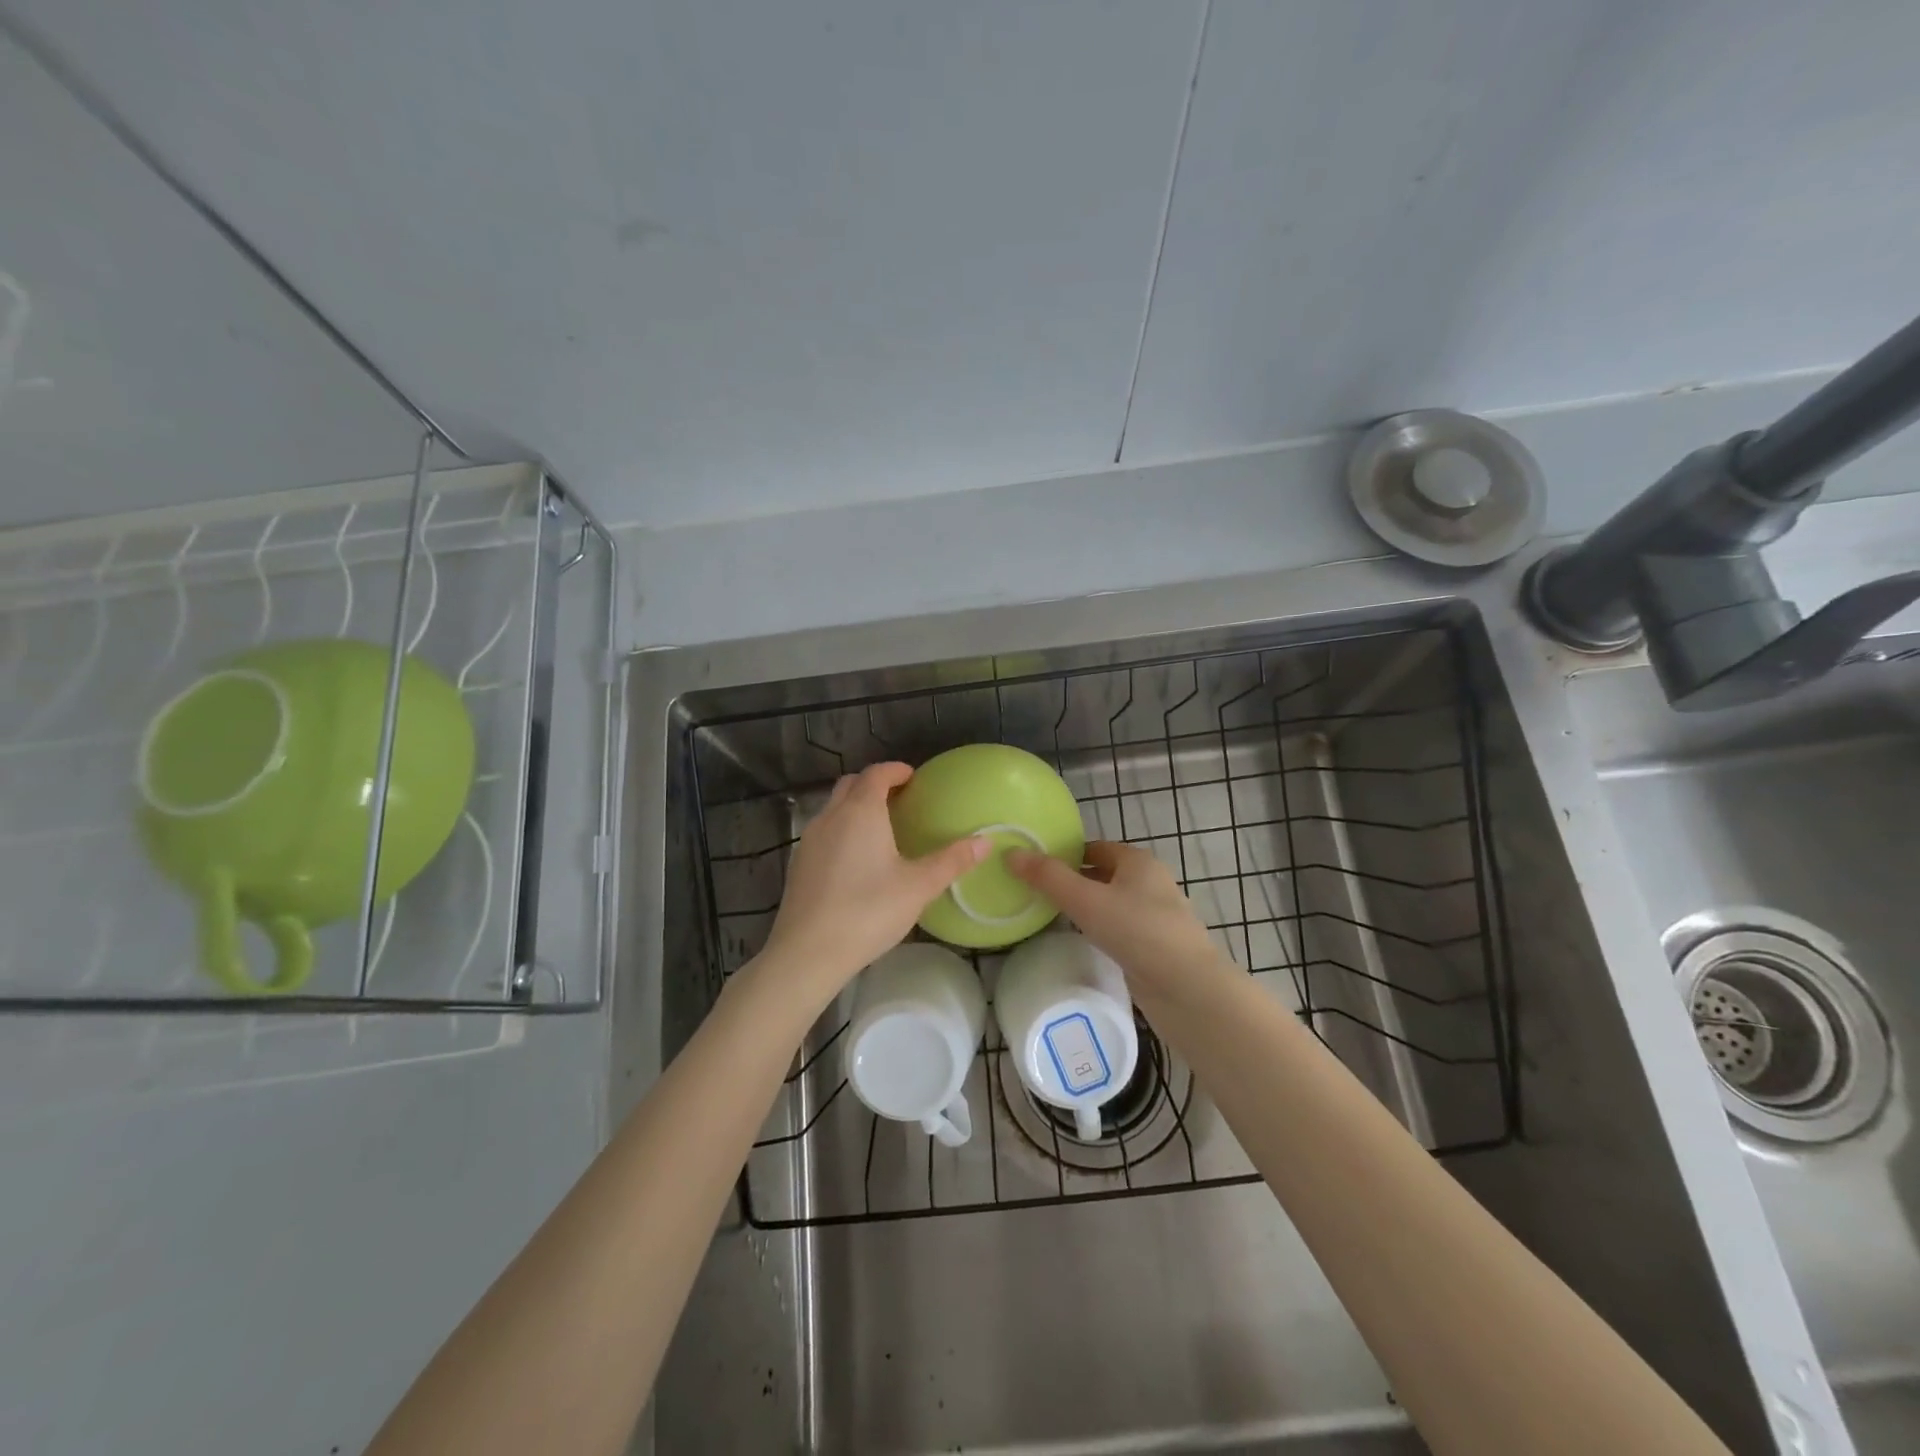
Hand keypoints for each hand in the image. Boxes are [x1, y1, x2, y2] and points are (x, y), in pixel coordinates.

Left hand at [759, 762, 988, 1003]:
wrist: (807, 952)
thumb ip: (952, 861)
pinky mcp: (798, 864)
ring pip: (833, 808)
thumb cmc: (868, 911)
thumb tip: (985, 841)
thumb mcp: (918, 887)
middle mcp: (831, 816)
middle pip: (850, 784)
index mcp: (861, 812)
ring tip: (880, 828)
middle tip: (899, 799)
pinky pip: (823, 832)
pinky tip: (855, 859)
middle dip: (873, 784)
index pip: (876, 774)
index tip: (912, 777)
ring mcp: (809, 840)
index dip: (895, 770)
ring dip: (855, 807)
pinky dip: (841, 830)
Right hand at [1008, 841, 1224, 994]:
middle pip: (1102, 874)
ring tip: (1050, 916)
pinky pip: (1119, 928)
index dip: (1064, 854)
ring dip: (1086, 907)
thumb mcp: (1087, 901)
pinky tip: (1081, 942)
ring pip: (1111, 903)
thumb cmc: (1138, 932)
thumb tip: (1011, 853)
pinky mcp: (1155, 945)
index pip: (1093, 848)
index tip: (1033, 867)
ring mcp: (1155, 915)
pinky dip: (1100, 930)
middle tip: (1035, 892)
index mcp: (1138, 861)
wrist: (1187, 989)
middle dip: (1072, 881)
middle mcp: (1150, 882)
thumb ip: (1048, 878)